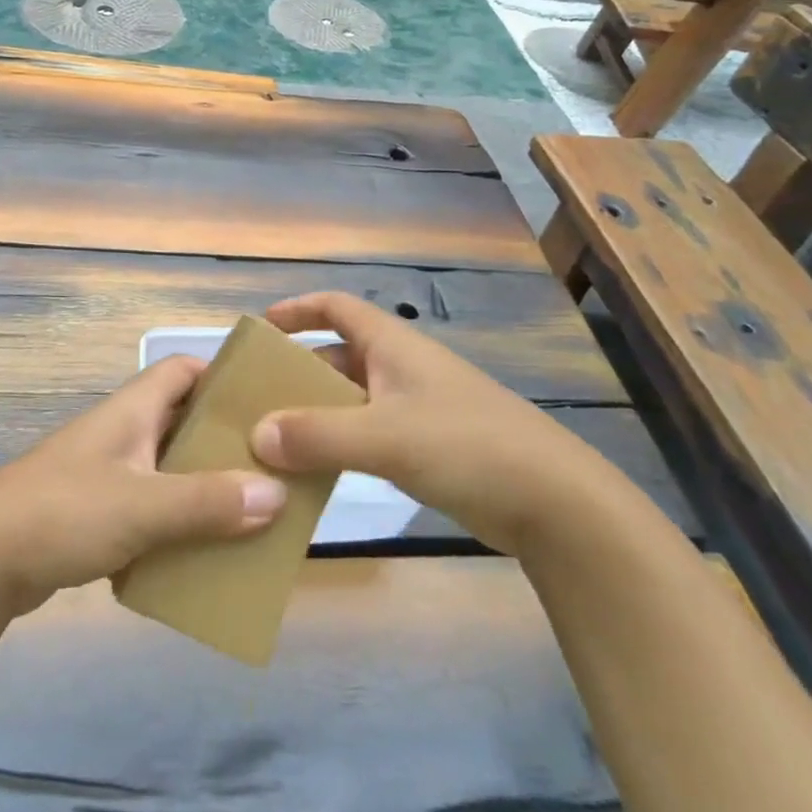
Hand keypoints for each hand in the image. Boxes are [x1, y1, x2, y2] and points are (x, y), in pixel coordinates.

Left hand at [0, 356, 287, 615]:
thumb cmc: (63, 512)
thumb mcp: (142, 505)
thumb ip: (207, 501)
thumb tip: (278, 494)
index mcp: (131, 410)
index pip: (182, 370)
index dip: (221, 377)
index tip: (263, 404)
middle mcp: (121, 433)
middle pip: (181, 422)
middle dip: (222, 442)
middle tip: (270, 468)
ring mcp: (105, 474)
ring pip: (167, 469)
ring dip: (201, 488)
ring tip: (249, 515)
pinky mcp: (93, 514)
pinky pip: (148, 509)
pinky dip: (174, 523)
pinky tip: (200, 553)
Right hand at [249, 292, 626, 554]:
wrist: (556, 504)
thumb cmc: (467, 446)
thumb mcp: (386, 436)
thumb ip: (318, 434)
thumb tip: (256, 433)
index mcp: (393, 346)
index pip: (337, 307)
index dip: (299, 309)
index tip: (261, 328)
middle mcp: (402, 368)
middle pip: (338, 355)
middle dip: (298, 372)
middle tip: (255, 398)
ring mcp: (417, 408)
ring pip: (352, 399)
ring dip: (316, 413)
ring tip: (274, 440)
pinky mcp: (429, 447)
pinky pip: (369, 435)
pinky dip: (340, 445)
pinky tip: (317, 472)